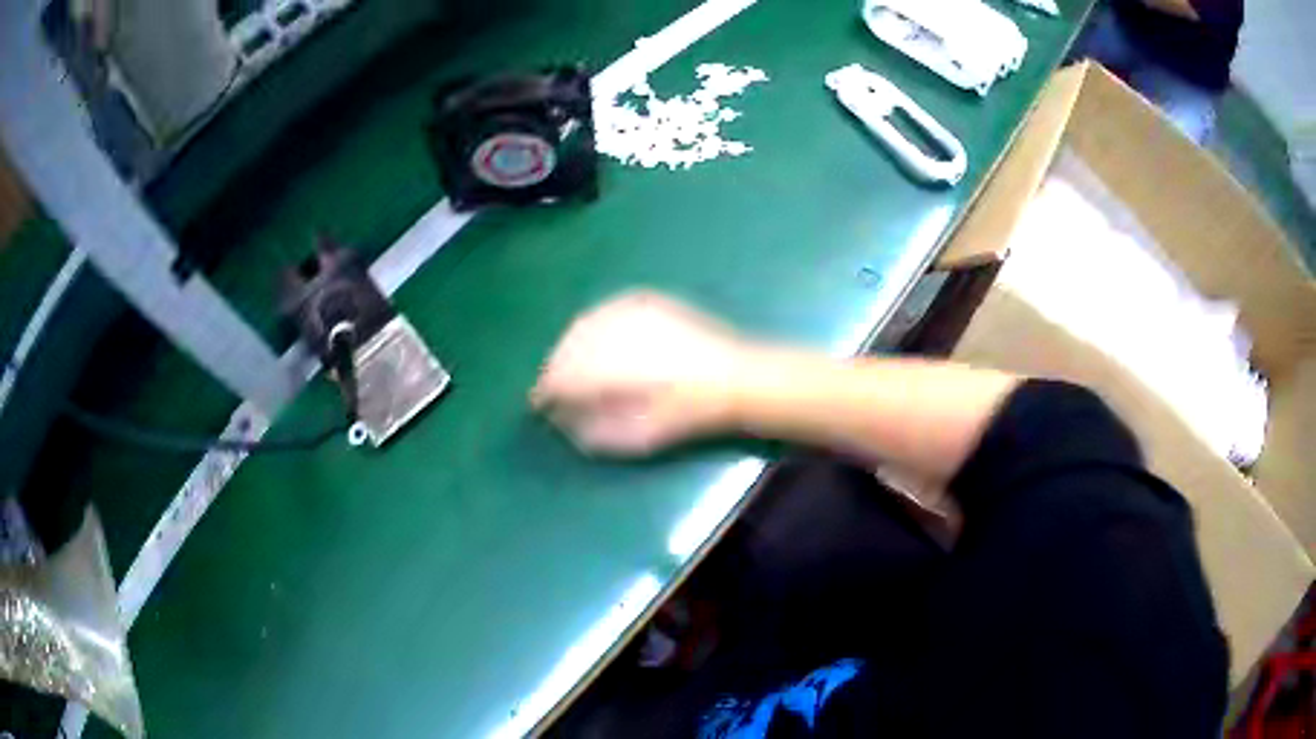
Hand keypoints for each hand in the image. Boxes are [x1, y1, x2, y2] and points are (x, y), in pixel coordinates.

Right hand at [531, 291, 751, 455]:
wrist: (734, 377)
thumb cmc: (686, 413)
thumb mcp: (636, 436)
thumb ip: (592, 430)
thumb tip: (562, 421)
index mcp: (605, 368)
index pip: (557, 377)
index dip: (544, 393)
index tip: (539, 405)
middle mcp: (609, 332)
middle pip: (565, 348)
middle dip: (555, 368)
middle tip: (553, 388)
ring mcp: (628, 311)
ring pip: (582, 326)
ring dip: (570, 346)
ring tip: (571, 366)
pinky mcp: (645, 300)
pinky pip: (604, 311)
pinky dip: (593, 327)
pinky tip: (596, 340)